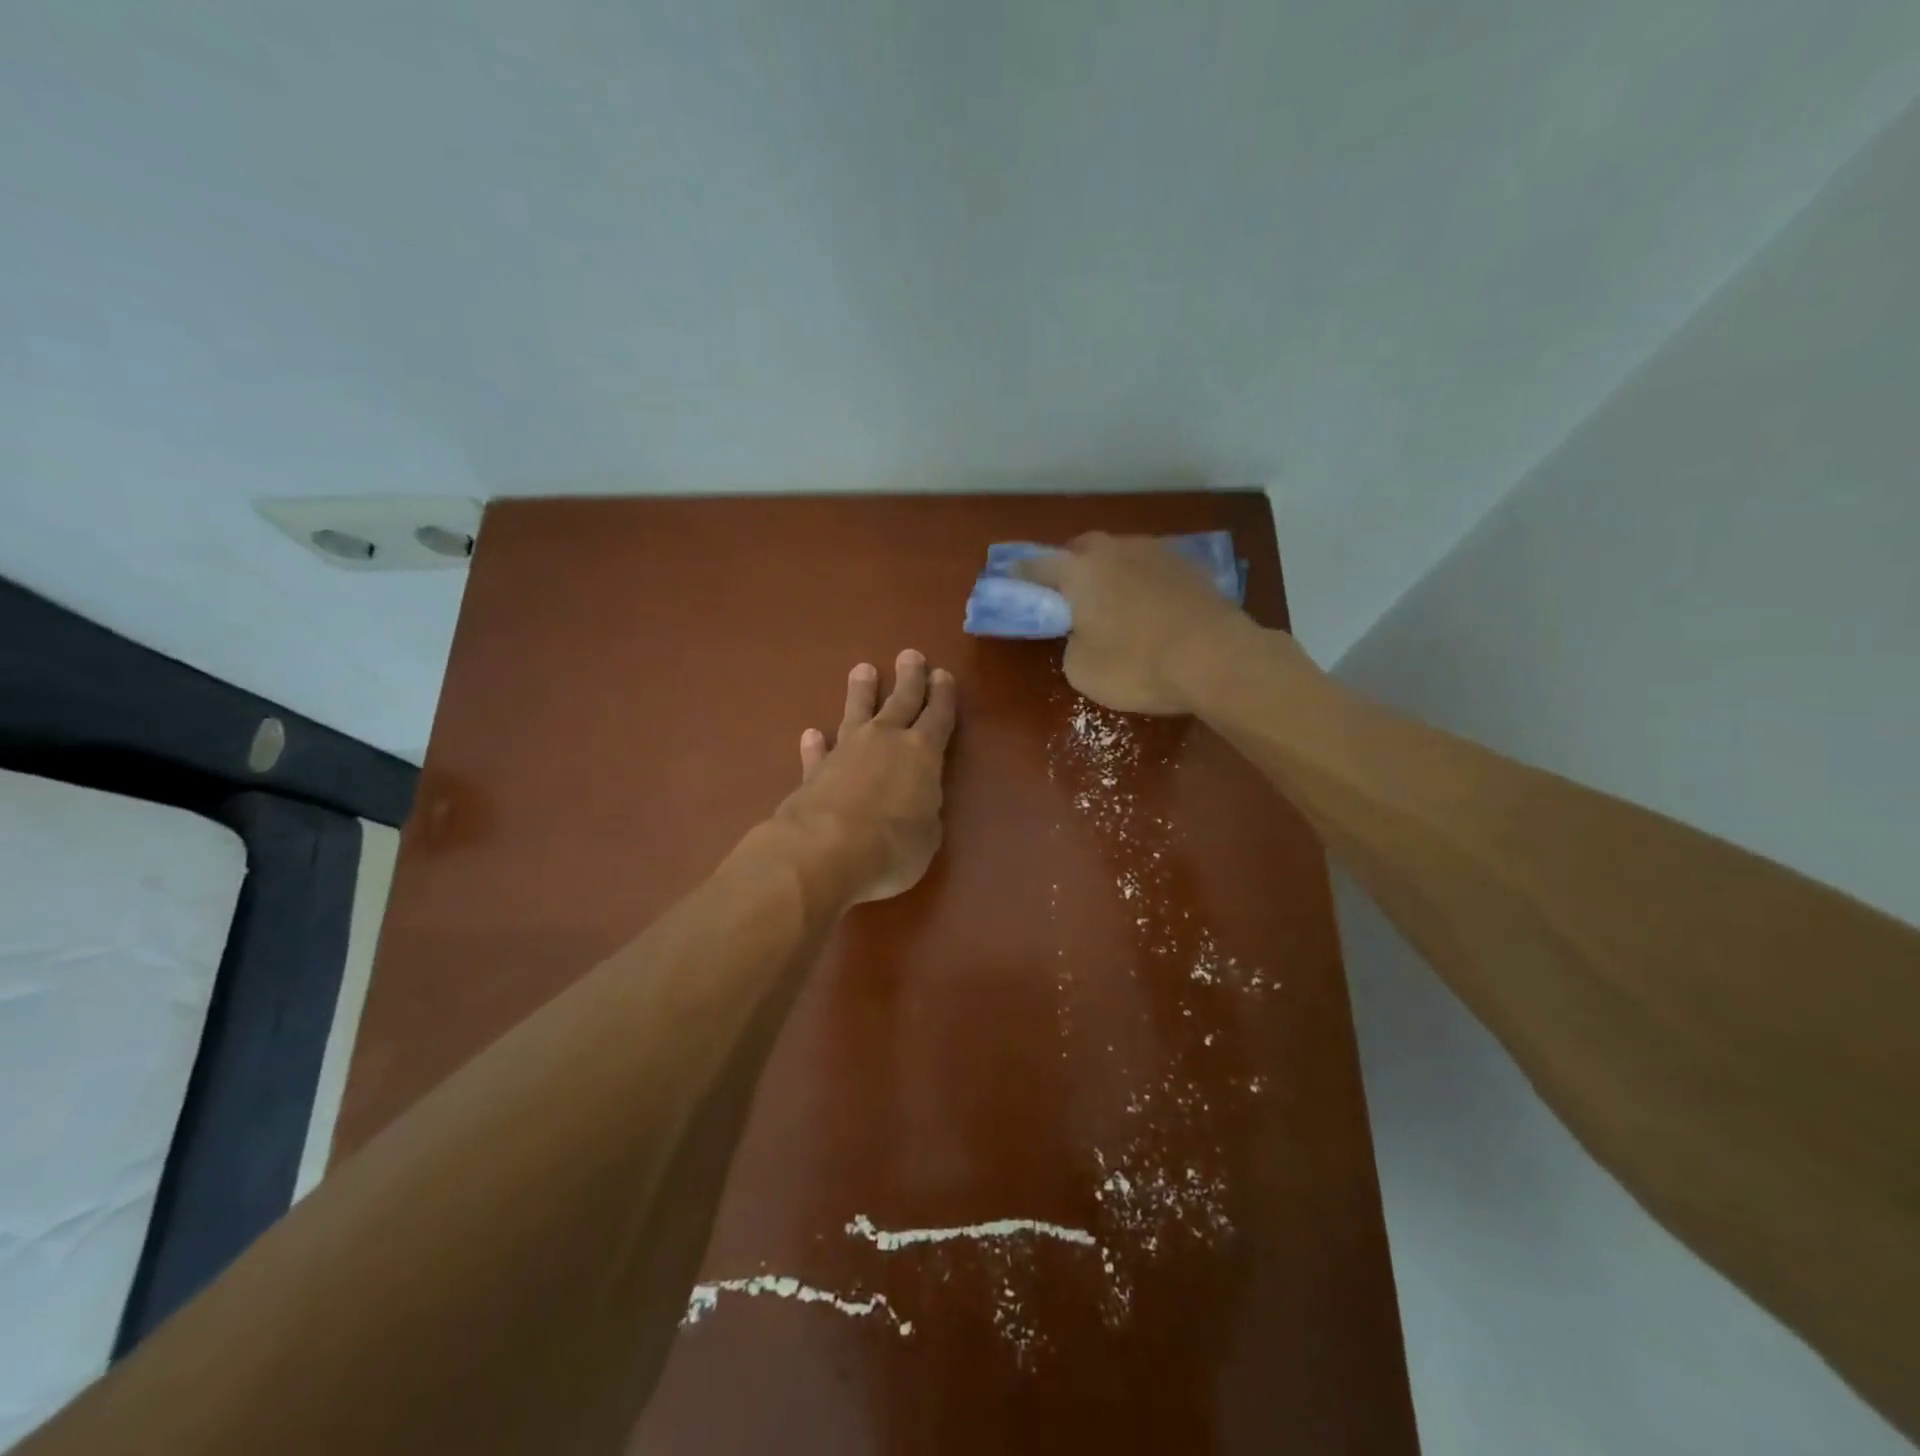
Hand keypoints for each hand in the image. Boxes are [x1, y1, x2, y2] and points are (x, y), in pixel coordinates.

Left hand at [772, 650, 956, 905]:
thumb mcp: (927, 836)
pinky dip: (817, 744)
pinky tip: (811, 733)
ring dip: (861, 692)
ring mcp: (846, 751)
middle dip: (909, 678)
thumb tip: (915, 803)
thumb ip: (924, 811)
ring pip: (857, 712)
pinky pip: (819, 751)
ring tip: (863, 670)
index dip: (943, 696)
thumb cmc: (891, 847)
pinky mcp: (814, 771)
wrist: (824, 851)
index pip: (938, 716)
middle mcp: (885, 741)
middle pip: (901, 701)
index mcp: (922, 753)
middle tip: (910, 655)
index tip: (942, 675)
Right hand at [1013, 533, 1257, 714]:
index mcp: (1079, 572)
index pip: (1037, 566)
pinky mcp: (1191, 567)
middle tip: (1067, 594)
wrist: (1217, 659)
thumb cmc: (1137, 665)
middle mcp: (1116, 550)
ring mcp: (1157, 553)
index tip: (1010, 580)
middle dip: (1070, 567)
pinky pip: (1152, 569)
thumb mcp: (1081, 670)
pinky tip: (1149, 607)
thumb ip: (1070, 644)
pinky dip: (1142, 583)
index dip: (1020, 575)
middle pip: (1082, 549)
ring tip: (1112, 601)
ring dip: (1110, 572)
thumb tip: (1083, 634)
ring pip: (1121, 555)